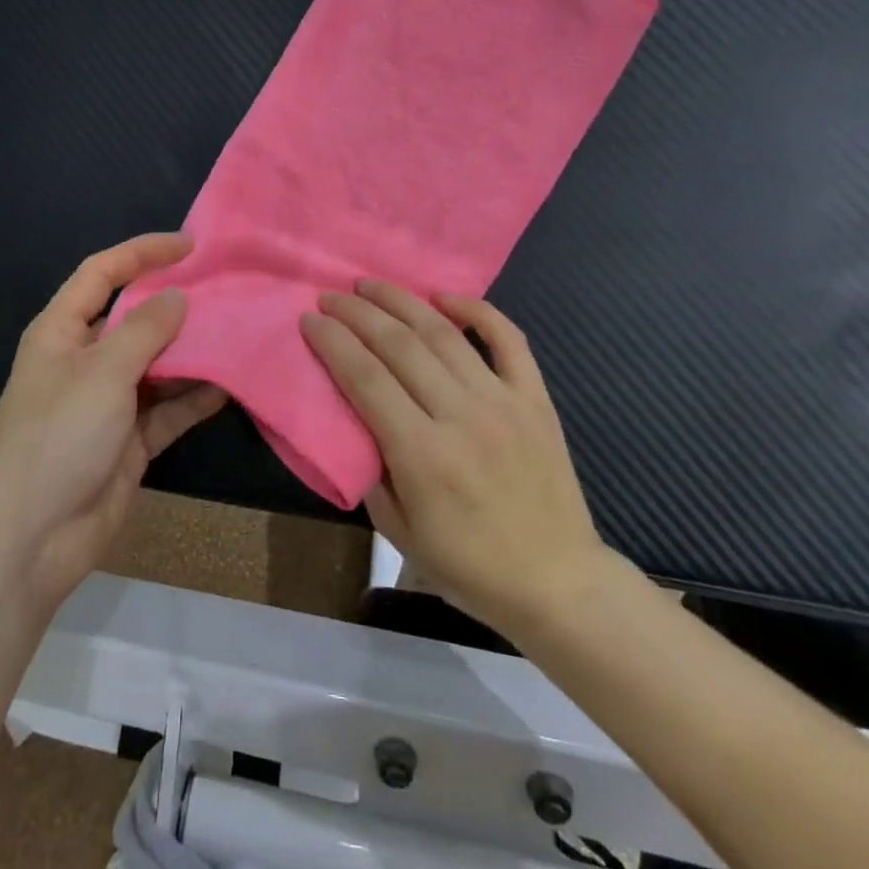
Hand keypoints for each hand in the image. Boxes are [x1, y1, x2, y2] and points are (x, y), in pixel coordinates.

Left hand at [0, 233, 226, 608]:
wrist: (34, 538)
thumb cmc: (59, 437)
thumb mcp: (102, 372)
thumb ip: (144, 330)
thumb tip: (177, 297)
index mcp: (61, 331)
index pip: (102, 272)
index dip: (142, 252)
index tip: (189, 245)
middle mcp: (84, 360)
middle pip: (135, 318)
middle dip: (176, 304)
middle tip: (225, 290)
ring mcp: (108, 402)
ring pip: (157, 364)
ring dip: (191, 352)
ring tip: (236, 332)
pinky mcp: (129, 440)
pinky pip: (167, 408)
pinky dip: (194, 398)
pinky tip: (229, 385)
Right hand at [300, 281, 612, 631]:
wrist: (559, 583)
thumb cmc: (469, 566)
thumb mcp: (398, 531)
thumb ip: (369, 468)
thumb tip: (351, 416)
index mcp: (422, 455)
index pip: (365, 378)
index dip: (333, 342)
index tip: (310, 319)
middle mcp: (462, 417)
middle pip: (399, 345)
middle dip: (357, 313)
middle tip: (330, 296)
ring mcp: (503, 402)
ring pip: (444, 333)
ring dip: (402, 301)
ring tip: (371, 285)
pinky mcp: (535, 398)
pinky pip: (508, 339)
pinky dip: (477, 310)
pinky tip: (445, 297)